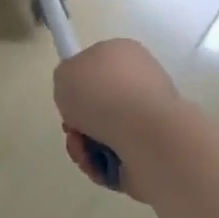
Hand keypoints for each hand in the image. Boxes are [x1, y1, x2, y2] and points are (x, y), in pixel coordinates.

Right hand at [54, 39, 182, 200]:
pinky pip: (117, 158)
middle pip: (99, 103)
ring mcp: (150, 119)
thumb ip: (66, 80)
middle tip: (73, 128)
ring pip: (105, 134)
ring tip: (84, 150)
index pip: (96, 64)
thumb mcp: (64, 73)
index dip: (78, 82)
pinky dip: (102, 164)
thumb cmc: (102, 94)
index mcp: (124, 53)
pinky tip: (98, 163)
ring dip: (85, 145)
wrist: (146, 136)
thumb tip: (80, 98)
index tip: (69, 97)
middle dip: (79, 121)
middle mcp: (141, 82)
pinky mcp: (154, 152)